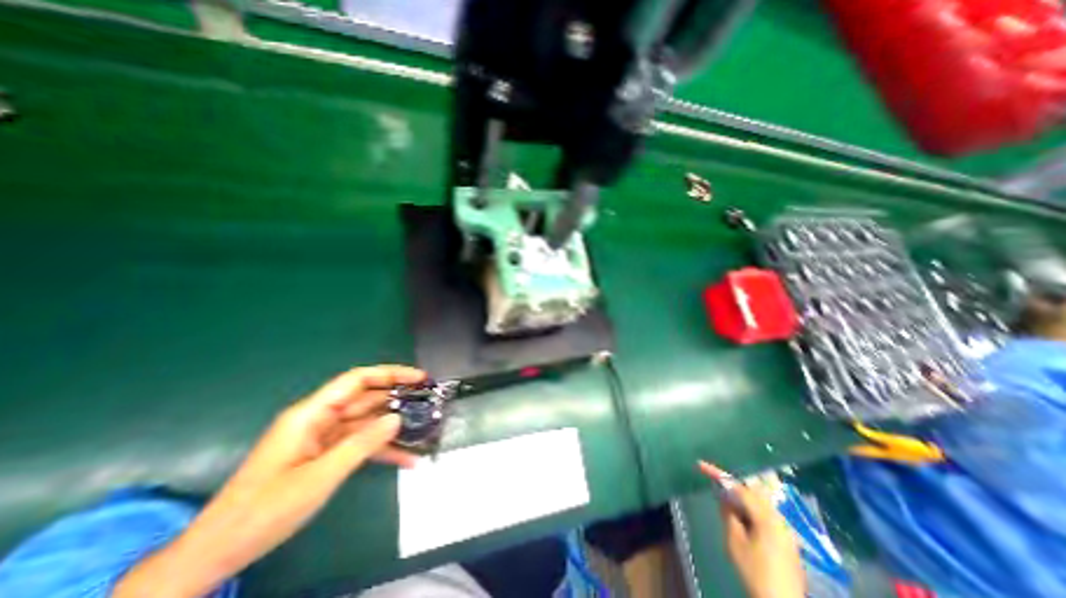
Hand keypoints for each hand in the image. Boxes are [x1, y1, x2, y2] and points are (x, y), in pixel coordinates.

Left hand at [115, 364, 426, 596]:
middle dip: (398, 399)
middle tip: (429, 401)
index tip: (418, 377)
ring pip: (368, 423)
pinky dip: (383, 450)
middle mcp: (320, 420)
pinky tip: (407, 459)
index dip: (389, 374)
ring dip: (394, 427)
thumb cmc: (265, 510)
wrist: (219, 553)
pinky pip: (361, 445)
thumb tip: (397, 417)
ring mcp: (324, 438)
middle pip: (366, 399)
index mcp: (312, 414)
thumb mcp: (319, 477)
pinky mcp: (327, 455)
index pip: (357, 381)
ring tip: (425, 428)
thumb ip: (361, 444)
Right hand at [696, 462, 802, 597]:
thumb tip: (723, 496)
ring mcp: (786, 530)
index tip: (701, 465)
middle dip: (734, 484)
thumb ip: (728, 514)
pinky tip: (743, 517)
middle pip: (753, 491)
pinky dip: (752, 508)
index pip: (739, 488)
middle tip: (716, 481)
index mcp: (766, 516)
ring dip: (743, 497)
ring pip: (761, 501)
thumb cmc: (754, 572)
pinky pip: (767, 513)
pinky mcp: (788, 541)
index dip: (719, 474)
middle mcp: (779, 518)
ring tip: (727, 500)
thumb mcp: (734, 542)